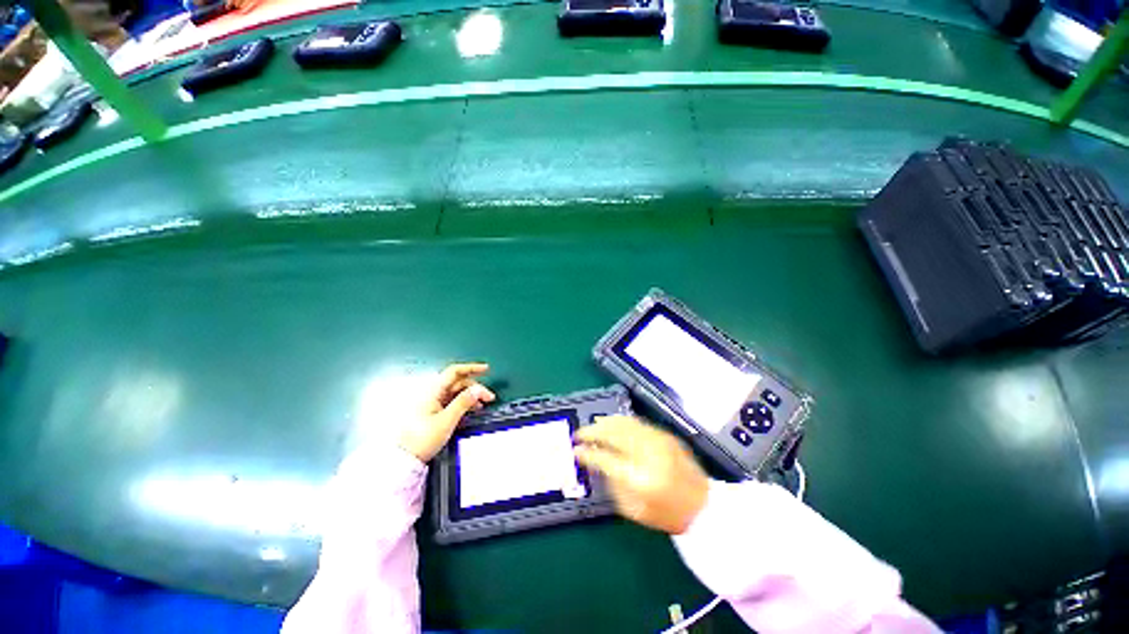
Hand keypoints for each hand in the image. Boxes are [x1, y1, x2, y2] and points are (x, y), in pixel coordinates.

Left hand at [399, 362, 494, 461]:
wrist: (405, 459)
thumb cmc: (423, 439)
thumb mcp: (446, 421)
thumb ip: (463, 403)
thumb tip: (478, 389)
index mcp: (432, 391)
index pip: (454, 372)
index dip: (471, 368)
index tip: (486, 369)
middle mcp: (432, 393)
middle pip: (458, 382)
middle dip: (475, 386)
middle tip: (488, 397)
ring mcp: (432, 402)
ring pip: (456, 392)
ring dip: (471, 395)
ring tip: (481, 405)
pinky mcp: (433, 411)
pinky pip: (452, 401)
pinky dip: (464, 402)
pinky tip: (471, 409)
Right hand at [574, 416, 708, 534]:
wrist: (705, 506)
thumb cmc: (667, 514)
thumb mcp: (634, 510)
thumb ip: (613, 485)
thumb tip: (598, 462)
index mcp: (640, 478)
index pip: (606, 459)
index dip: (588, 453)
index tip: (576, 450)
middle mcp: (648, 453)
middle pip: (614, 433)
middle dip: (593, 431)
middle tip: (579, 434)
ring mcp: (658, 440)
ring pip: (624, 422)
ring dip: (605, 422)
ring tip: (592, 426)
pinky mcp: (664, 435)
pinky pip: (636, 422)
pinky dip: (619, 421)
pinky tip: (611, 424)